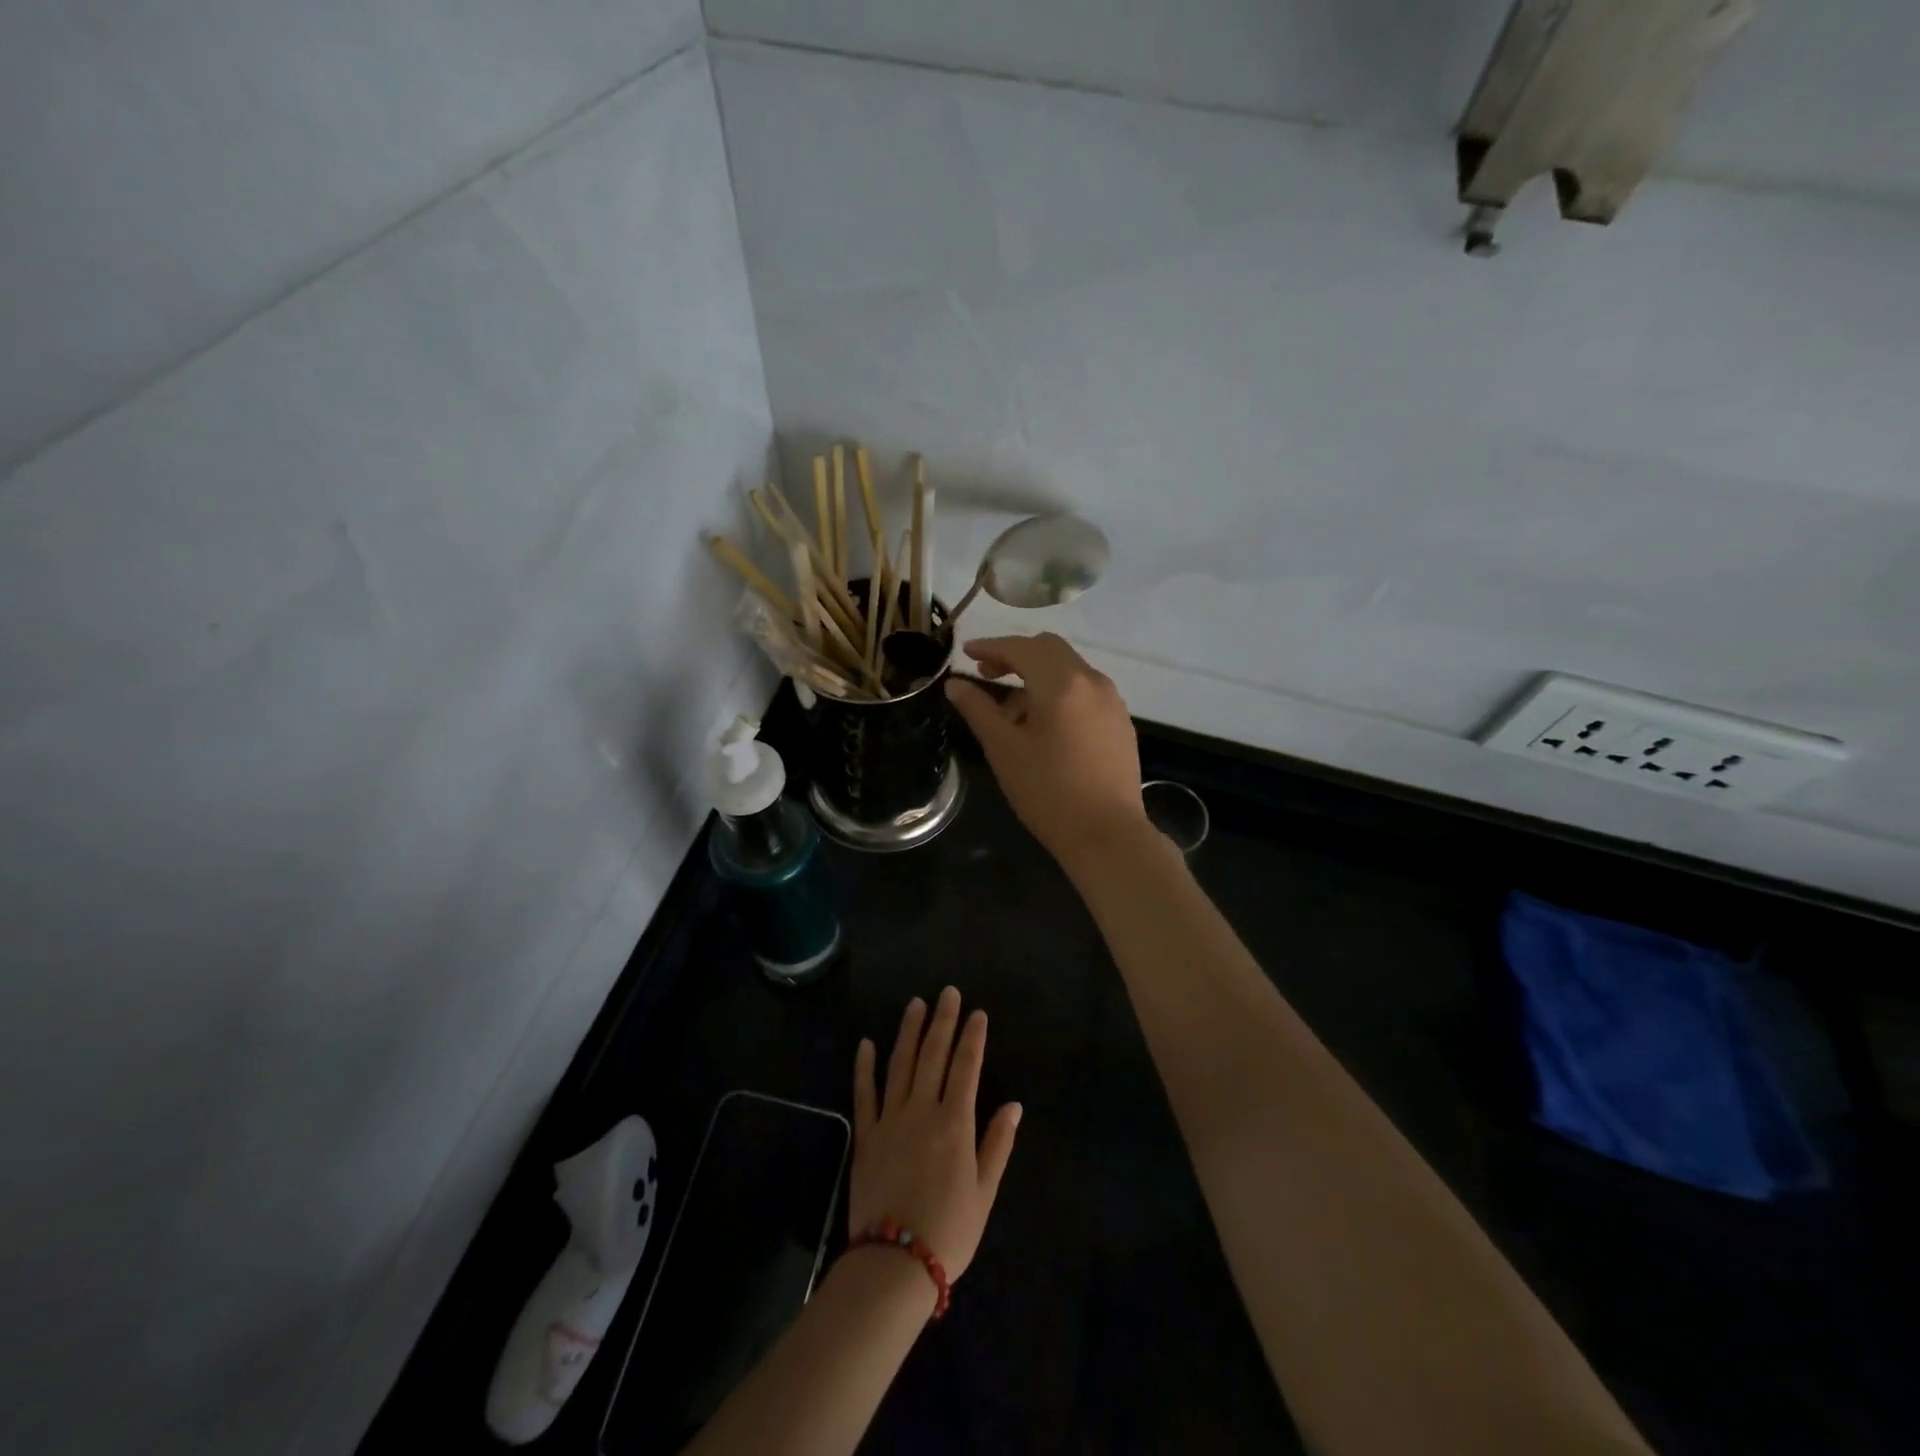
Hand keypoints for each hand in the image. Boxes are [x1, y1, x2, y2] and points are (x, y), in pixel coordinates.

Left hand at [850, 988, 1020, 1282]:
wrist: (894, 1265)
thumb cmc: (949, 1231)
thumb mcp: (984, 1192)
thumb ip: (998, 1144)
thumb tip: (1014, 1105)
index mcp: (955, 1123)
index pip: (966, 1067)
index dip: (973, 1037)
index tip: (978, 1013)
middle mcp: (922, 1110)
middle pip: (933, 1055)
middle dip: (943, 1021)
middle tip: (948, 992)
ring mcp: (890, 1119)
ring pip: (900, 1064)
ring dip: (908, 1031)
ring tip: (916, 1004)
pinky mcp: (866, 1134)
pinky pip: (864, 1093)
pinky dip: (865, 1066)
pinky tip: (867, 1043)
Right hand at [944, 633, 1149, 871]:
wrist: (1107, 834)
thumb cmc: (1048, 791)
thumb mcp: (1004, 749)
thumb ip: (978, 709)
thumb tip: (955, 684)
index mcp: (1062, 683)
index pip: (1021, 648)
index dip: (991, 647)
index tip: (967, 652)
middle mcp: (1092, 681)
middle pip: (1050, 650)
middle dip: (1016, 656)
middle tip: (987, 675)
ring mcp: (1112, 701)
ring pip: (1070, 670)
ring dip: (1038, 676)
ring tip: (1012, 712)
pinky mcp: (1121, 722)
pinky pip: (1085, 691)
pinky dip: (1060, 693)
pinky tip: (1045, 726)